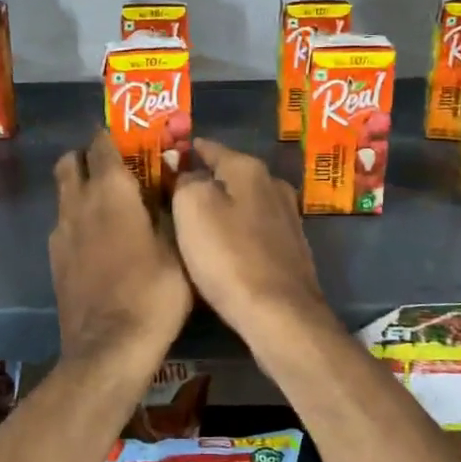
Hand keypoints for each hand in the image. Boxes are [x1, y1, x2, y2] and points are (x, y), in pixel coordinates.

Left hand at [51, 130, 192, 367]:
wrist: (108, 348)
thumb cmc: (153, 293)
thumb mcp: (177, 248)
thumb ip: (169, 209)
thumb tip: (170, 184)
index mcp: (111, 191)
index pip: (102, 144)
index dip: (114, 136)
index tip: (131, 138)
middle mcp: (78, 202)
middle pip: (70, 161)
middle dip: (88, 157)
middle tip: (117, 169)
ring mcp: (61, 232)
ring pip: (64, 192)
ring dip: (81, 187)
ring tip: (112, 205)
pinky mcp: (54, 259)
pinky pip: (64, 223)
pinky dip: (78, 218)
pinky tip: (101, 240)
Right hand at [172, 138, 340, 355]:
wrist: (280, 313)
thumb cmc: (229, 255)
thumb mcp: (191, 207)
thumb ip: (185, 181)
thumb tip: (188, 174)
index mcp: (249, 169)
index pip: (211, 148)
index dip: (188, 151)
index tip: (168, 157)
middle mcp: (274, 186)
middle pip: (231, 175)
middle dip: (206, 181)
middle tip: (176, 194)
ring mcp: (288, 218)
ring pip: (245, 202)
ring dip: (224, 208)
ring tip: (197, 222)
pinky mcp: (292, 250)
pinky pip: (256, 230)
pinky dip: (239, 232)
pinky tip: (226, 248)